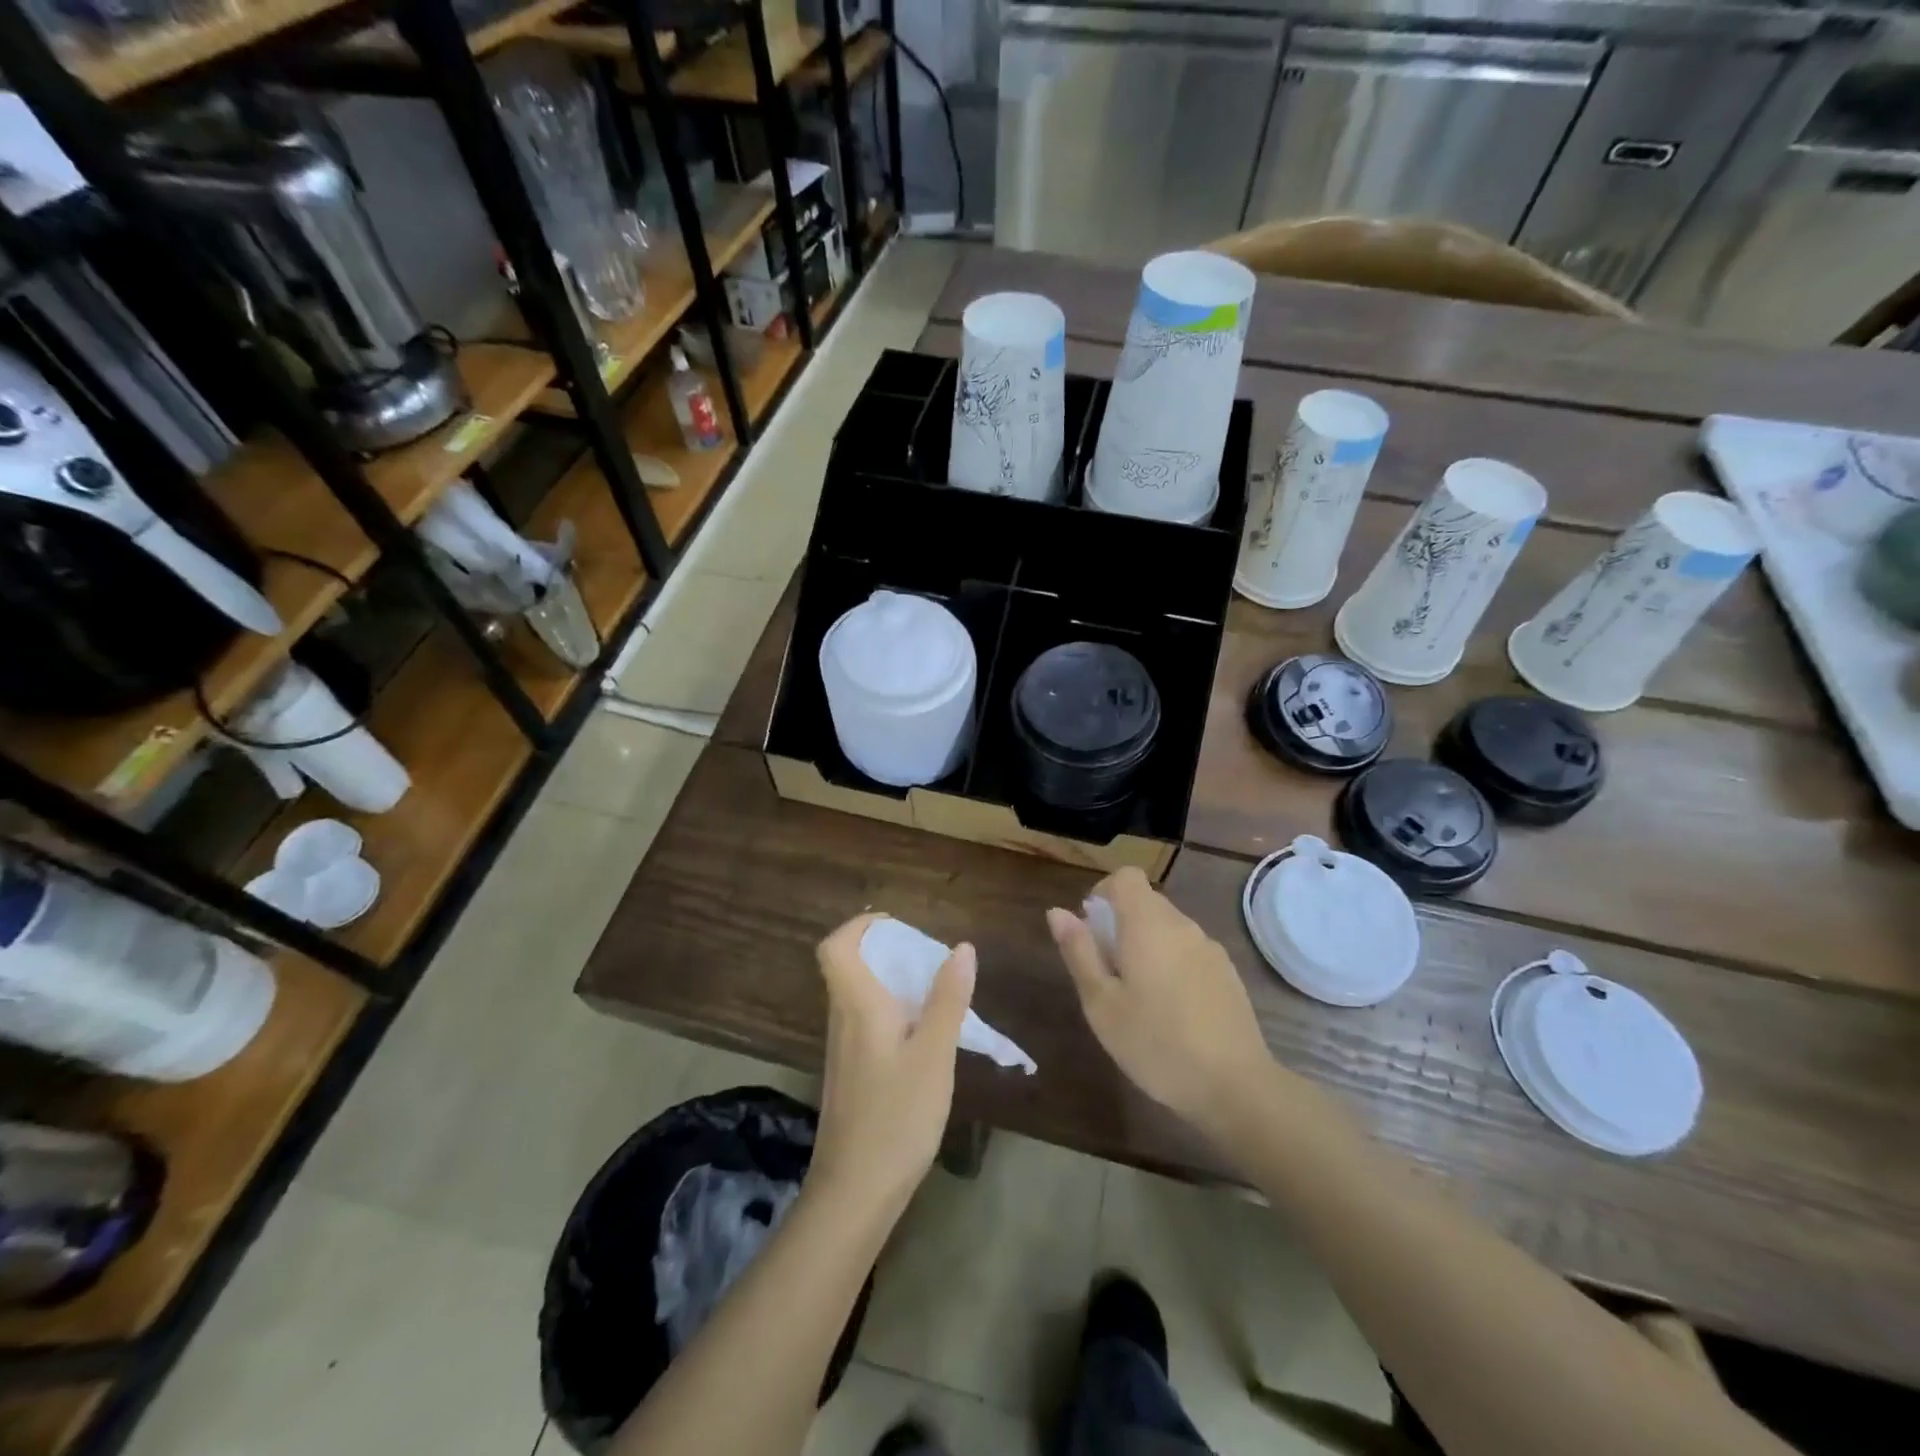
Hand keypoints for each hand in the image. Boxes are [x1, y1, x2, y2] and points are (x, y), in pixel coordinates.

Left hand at [811, 913, 975, 1220]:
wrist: (854, 1192)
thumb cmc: (896, 1116)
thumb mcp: (934, 1055)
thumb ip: (947, 999)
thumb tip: (961, 947)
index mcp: (857, 1005)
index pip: (836, 947)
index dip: (859, 926)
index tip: (897, 925)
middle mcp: (843, 1020)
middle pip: (849, 967)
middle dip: (886, 951)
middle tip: (929, 958)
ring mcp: (844, 1050)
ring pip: (860, 997)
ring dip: (892, 983)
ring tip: (935, 993)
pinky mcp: (851, 1075)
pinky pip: (867, 1023)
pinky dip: (892, 1013)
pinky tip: (924, 1036)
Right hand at [1048, 868, 1274, 1134]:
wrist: (1235, 1086)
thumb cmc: (1155, 1044)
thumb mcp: (1102, 1003)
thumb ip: (1079, 952)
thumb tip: (1058, 912)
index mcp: (1147, 925)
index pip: (1126, 877)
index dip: (1103, 892)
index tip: (1091, 927)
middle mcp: (1182, 925)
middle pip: (1146, 901)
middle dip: (1121, 922)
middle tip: (1106, 970)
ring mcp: (1209, 948)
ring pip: (1168, 927)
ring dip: (1146, 944)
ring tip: (1136, 994)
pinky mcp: (1227, 972)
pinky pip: (1189, 950)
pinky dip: (1171, 962)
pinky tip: (1170, 1009)